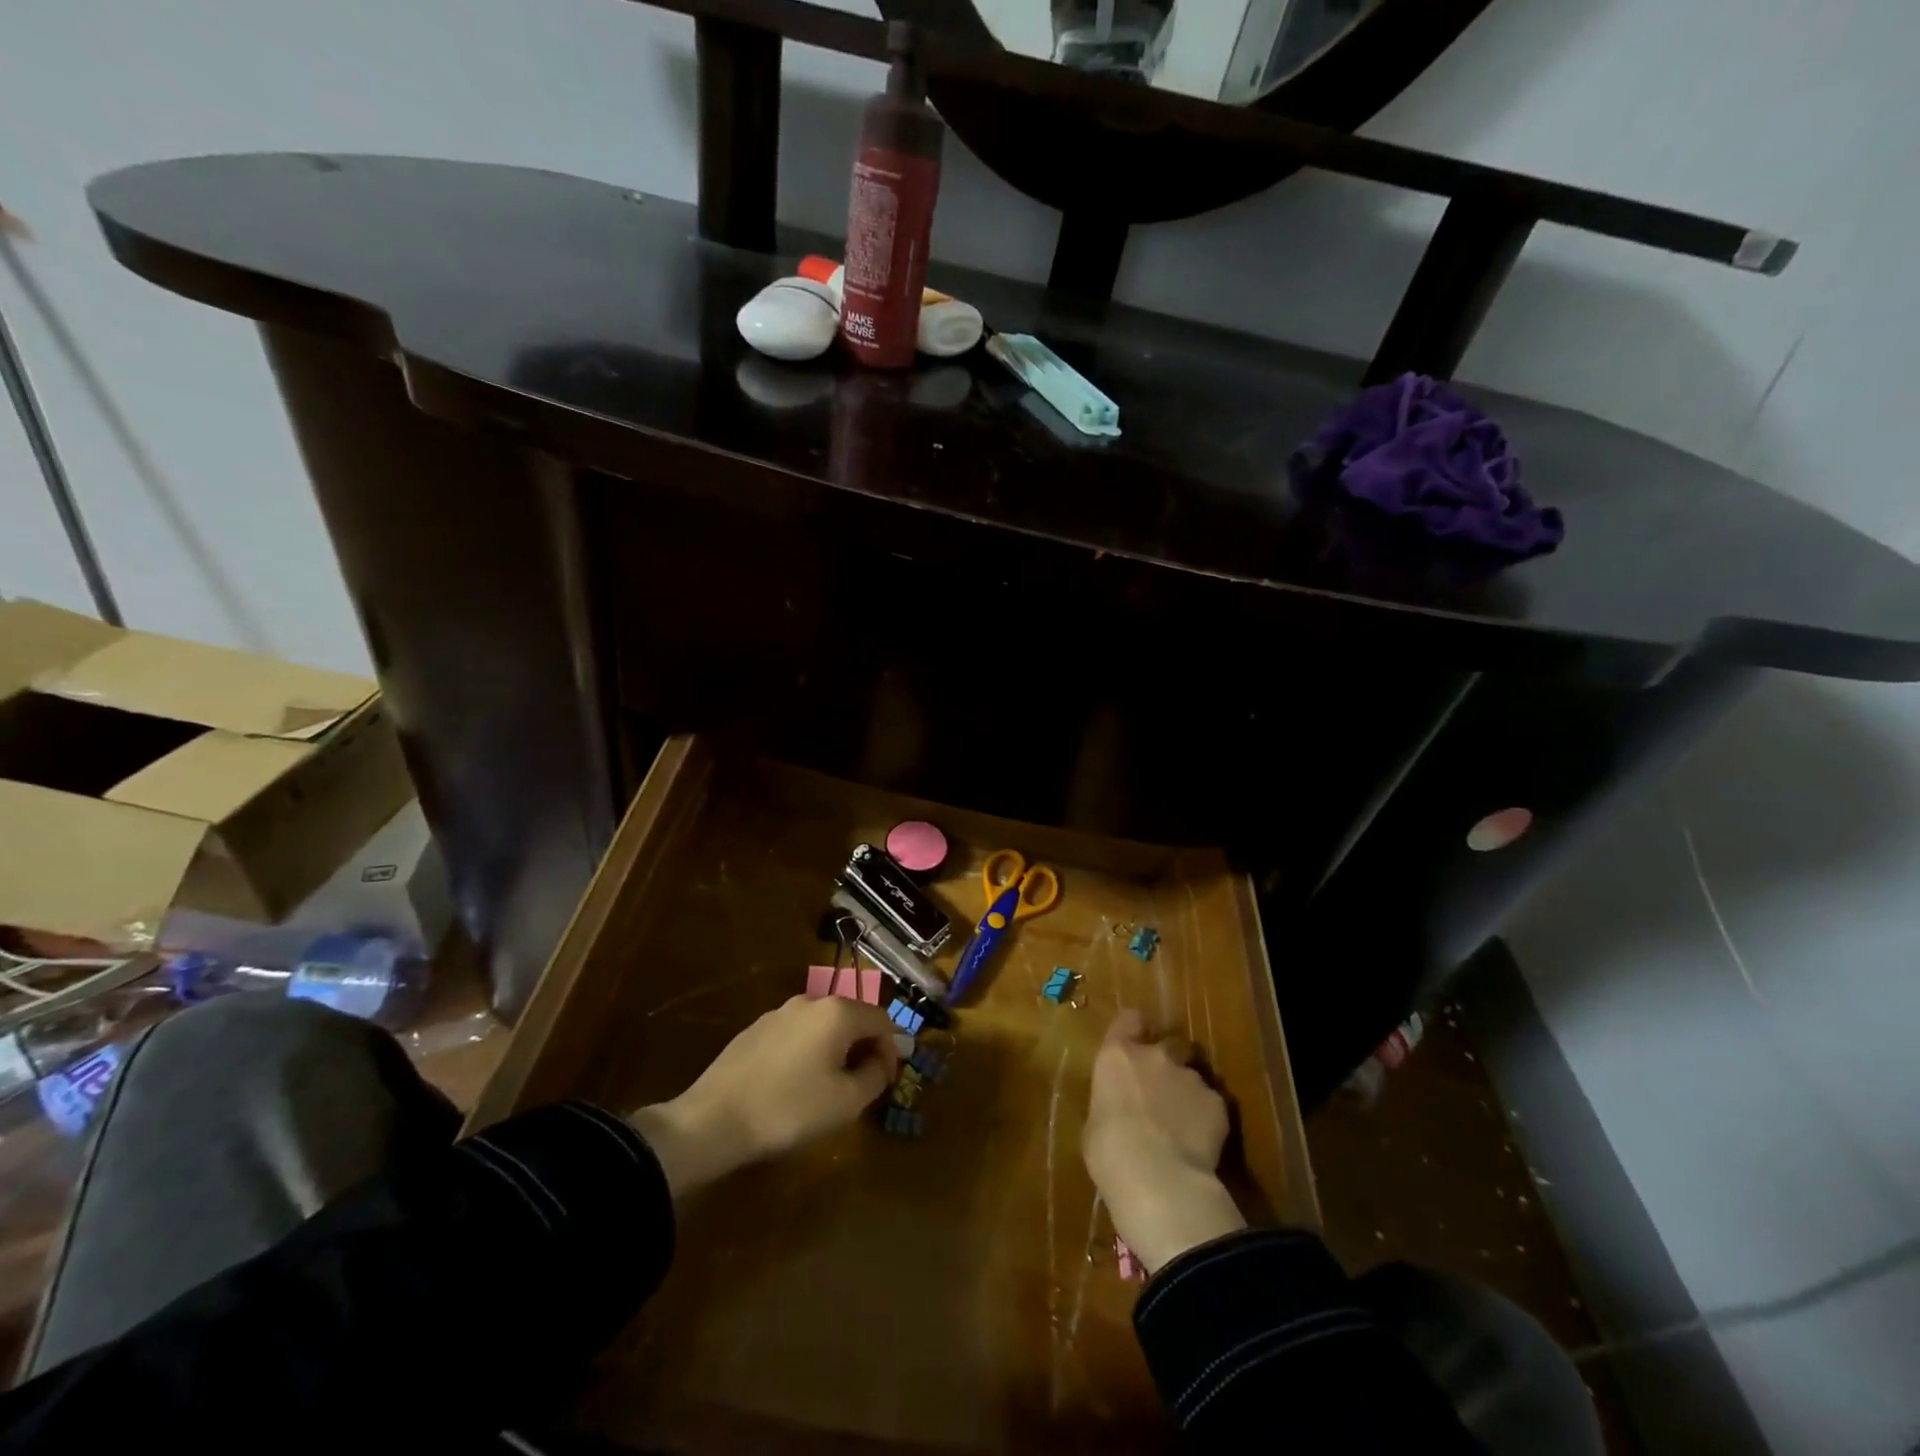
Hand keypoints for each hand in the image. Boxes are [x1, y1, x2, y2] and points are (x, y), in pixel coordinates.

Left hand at [629, 995, 898, 1197]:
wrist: (713, 1120)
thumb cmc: (790, 1109)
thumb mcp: (847, 1101)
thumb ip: (875, 1076)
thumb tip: (883, 1060)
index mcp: (837, 1012)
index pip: (881, 1020)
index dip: (891, 1050)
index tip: (886, 1082)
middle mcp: (810, 1001)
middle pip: (852, 1018)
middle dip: (863, 1048)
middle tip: (862, 1085)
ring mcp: (779, 1013)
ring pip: (822, 1026)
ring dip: (835, 1050)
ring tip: (829, 1087)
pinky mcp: (755, 1029)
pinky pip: (796, 1034)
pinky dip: (808, 1052)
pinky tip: (795, 1084)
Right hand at [1082, 1009, 1244, 1273]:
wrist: (1157, 1177)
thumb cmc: (1109, 1150)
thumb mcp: (1096, 1122)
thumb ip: (1113, 1103)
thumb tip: (1121, 1110)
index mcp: (1118, 1056)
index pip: (1129, 1019)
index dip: (1134, 1028)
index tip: (1135, 1040)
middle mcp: (1156, 1056)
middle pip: (1171, 1042)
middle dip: (1171, 1059)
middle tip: (1165, 1087)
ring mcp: (1191, 1076)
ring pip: (1194, 1076)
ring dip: (1188, 1092)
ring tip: (1184, 1124)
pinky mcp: (1218, 1103)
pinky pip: (1212, 1104)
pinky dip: (1208, 1118)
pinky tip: (1201, 1143)